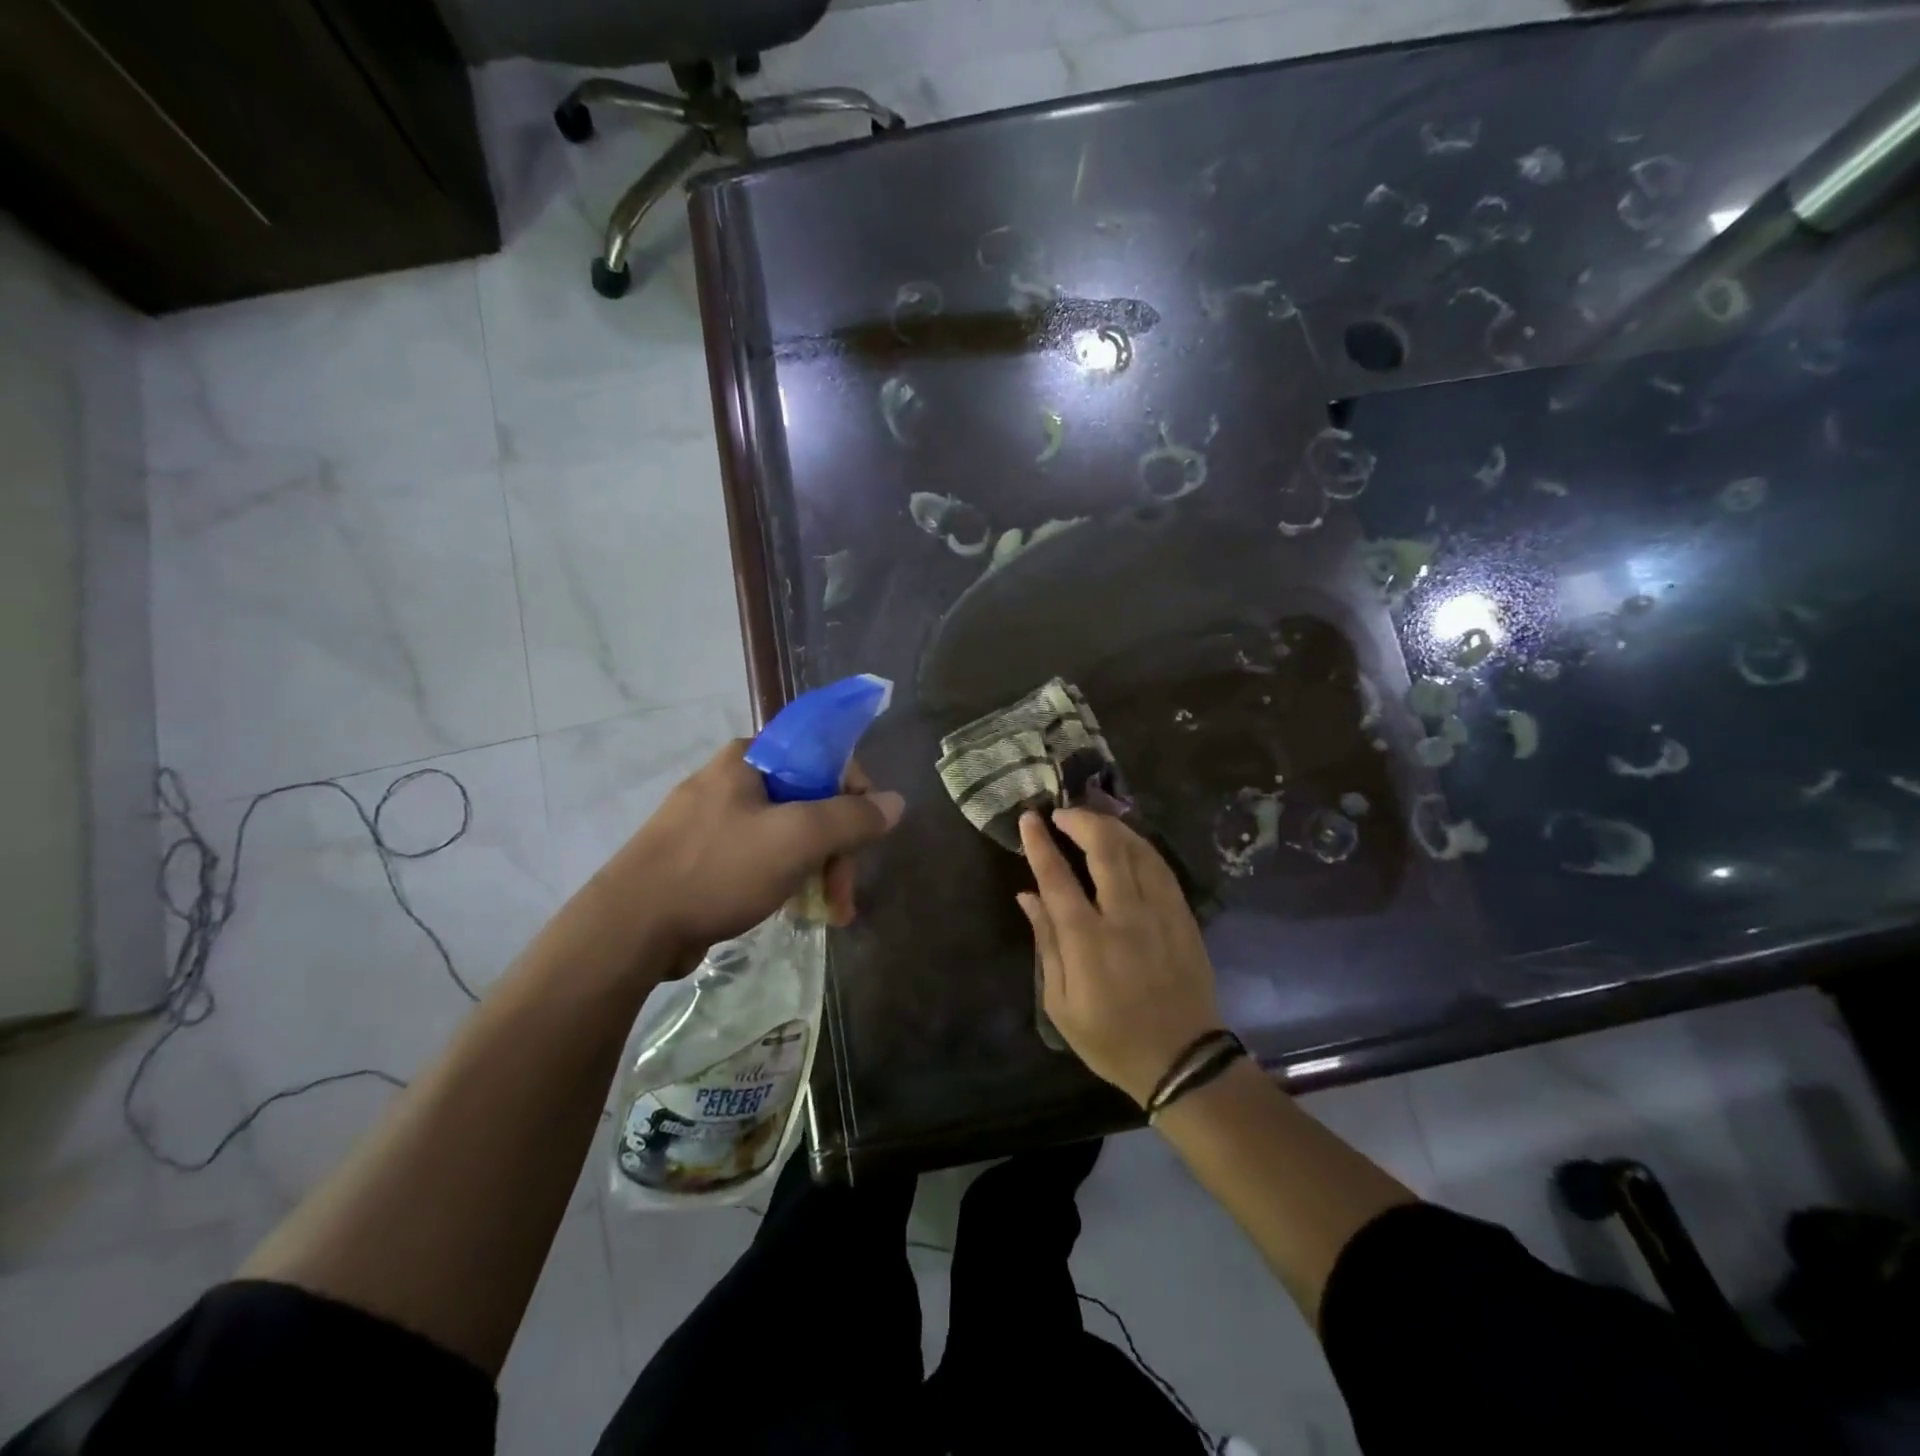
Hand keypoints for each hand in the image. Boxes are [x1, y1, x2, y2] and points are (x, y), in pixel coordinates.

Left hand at [603, 740, 902, 964]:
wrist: (629, 928)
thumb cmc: (717, 870)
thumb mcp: (796, 839)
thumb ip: (852, 818)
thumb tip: (895, 802)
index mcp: (749, 758)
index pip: (823, 756)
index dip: (855, 793)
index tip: (865, 836)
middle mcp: (732, 779)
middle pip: (809, 801)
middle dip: (836, 849)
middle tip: (843, 895)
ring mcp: (714, 819)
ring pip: (787, 834)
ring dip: (816, 871)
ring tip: (828, 915)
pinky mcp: (702, 856)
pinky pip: (760, 857)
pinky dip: (784, 880)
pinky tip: (794, 911)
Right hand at [1017, 809, 1223, 1106]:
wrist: (1182, 1059)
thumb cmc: (1111, 1038)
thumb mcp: (1061, 1005)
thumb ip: (1045, 944)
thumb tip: (1027, 896)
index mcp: (1088, 941)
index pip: (1058, 878)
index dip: (1040, 843)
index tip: (1029, 818)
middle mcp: (1125, 916)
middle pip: (1105, 848)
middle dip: (1080, 820)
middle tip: (1062, 813)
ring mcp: (1160, 912)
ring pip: (1137, 849)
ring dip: (1111, 825)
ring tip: (1091, 818)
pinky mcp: (1183, 915)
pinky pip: (1161, 866)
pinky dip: (1140, 844)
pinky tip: (1127, 841)